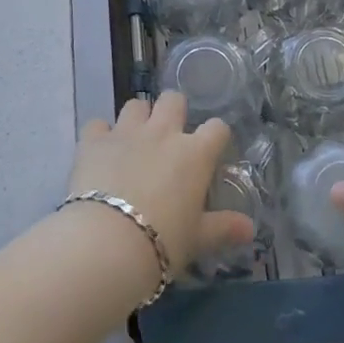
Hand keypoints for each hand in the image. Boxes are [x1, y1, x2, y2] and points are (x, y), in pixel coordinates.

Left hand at [68, 93, 256, 274]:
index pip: (217, 128)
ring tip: (134, 140)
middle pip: (173, 99)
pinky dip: (100, 134)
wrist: (107, 243)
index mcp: (194, 154)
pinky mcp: (93, 140)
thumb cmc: (163, 242)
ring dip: (137, 118)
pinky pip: (98, 124)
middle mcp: (162, 132)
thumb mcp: (198, 239)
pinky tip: (100, 151)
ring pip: (135, 105)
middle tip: (169, 135)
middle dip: (173, 111)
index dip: (215, 136)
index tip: (211, 150)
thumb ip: (223, 228)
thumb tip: (250, 229)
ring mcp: (126, 132)